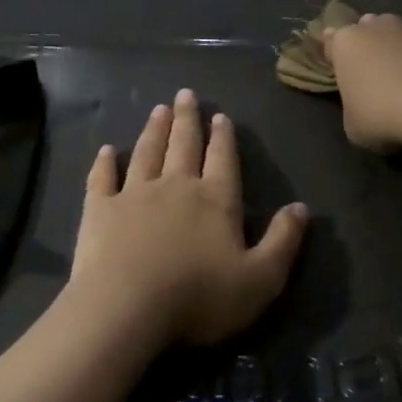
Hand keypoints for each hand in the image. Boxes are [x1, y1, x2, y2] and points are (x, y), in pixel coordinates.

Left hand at [68, 89, 306, 347]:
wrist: (127, 308)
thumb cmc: (199, 297)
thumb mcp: (260, 279)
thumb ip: (283, 242)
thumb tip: (301, 208)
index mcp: (215, 200)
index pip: (222, 160)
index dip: (223, 138)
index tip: (220, 116)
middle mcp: (176, 186)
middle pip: (184, 145)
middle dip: (187, 119)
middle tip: (185, 94)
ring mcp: (134, 195)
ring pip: (147, 153)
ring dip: (154, 131)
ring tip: (158, 110)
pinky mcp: (100, 210)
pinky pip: (102, 179)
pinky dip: (104, 163)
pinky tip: (106, 151)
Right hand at [321, 13, 401, 152]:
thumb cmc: (383, 116)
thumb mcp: (353, 125)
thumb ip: (352, 106)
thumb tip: (362, 104)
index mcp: (345, 44)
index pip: (331, 42)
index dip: (334, 55)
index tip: (338, 68)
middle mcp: (374, 26)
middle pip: (365, 29)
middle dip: (366, 46)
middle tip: (371, 73)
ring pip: (395, 32)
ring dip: (396, 48)